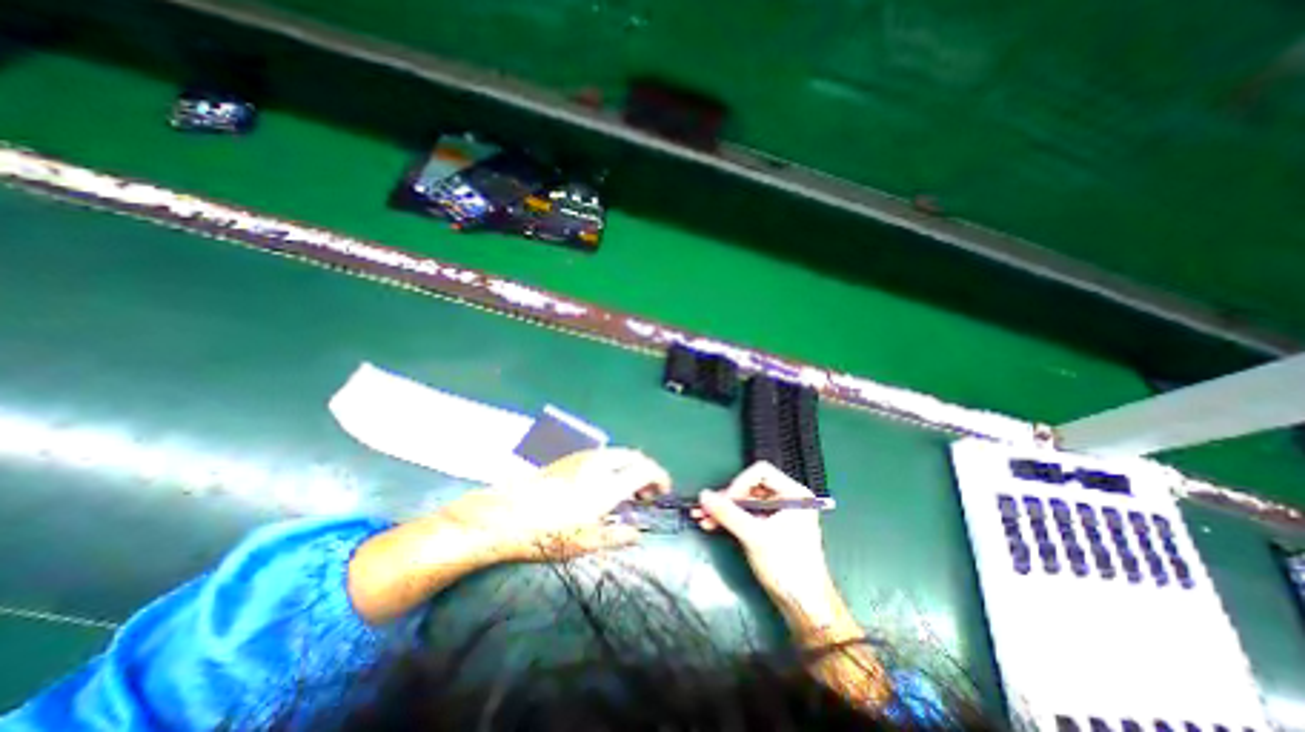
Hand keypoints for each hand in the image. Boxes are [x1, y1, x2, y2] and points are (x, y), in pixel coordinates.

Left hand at [437, 450, 673, 561]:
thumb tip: (638, 534)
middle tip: (645, 492)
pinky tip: (603, 483)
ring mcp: (584, 457)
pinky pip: (602, 455)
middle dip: (646, 470)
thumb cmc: (549, 533)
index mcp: (608, 484)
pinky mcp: (570, 457)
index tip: (662, 491)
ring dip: (629, 466)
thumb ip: (617, 536)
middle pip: (634, 456)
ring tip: (625, 489)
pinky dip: (613, 464)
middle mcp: (600, 464)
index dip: (659, 478)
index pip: (645, 470)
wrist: (507, 515)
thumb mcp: (586, 542)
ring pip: (618, 453)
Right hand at [692, 459, 888, 705]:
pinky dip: (731, 519)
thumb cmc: (786, 567)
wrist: (805, 607)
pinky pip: (748, 515)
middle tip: (706, 509)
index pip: (760, 472)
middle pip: (751, 486)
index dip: (739, 483)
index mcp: (794, 493)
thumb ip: (727, 513)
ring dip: (725, 509)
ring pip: (746, 501)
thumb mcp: (754, 536)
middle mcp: (788, 498)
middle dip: (727, 498)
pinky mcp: (772, 527)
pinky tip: (712, 524)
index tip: (724, 501)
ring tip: (702, 517)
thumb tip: (703, 495)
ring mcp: (780, 513)